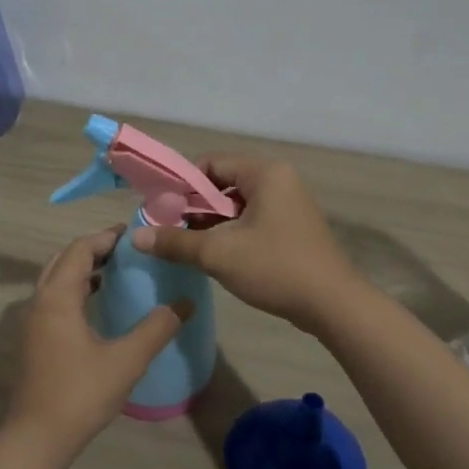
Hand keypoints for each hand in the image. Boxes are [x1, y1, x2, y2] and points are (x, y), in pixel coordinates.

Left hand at [6, 227, 191, 453]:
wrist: (37, 437)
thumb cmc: (80, 393)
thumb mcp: (126, 360)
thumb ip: (156, 328)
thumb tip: (184, 303)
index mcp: (57, 297)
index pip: (80, 250)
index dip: (106, 238)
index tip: (133, 233)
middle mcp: (39, 302)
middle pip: (64, 260)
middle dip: (93, 249)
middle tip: (126, 249)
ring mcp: (32, 322)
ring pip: (56, 281)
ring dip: (83, 270)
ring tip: (116, 271)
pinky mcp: (34, 341)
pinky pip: (54, 300)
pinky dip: (75, 290)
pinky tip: (98, 306)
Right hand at [131, 157, 361, 333]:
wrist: (333, 305)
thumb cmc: (275, 268)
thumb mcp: (218, 254)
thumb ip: (175, 241)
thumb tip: (136, 237)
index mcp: (265, 173)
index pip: (211, 163)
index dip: (182, 184)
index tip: (162, 210)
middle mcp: (279, 180)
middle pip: (223, 183)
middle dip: (195, 206)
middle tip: (171, 230)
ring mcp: (289, 205)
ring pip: (237, 204)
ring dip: (211, 223)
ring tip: (188, 246)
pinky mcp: (293, 228)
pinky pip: (253, 220)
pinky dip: (231, 232)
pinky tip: (216, 256)